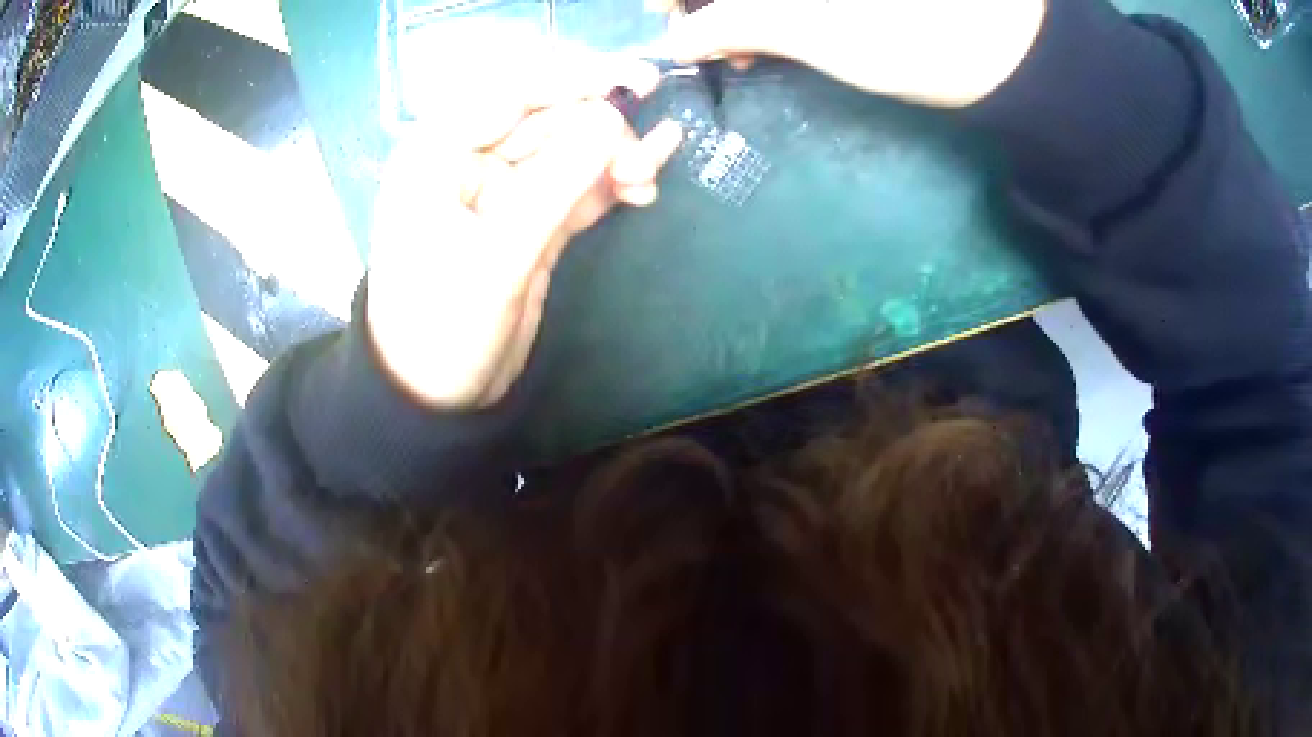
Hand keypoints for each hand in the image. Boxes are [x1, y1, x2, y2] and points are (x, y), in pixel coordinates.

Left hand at [367, 49, 683, 409]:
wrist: (436, 397)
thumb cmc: (442, 328)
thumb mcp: (497, 256)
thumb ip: (556, 185)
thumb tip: (613, 122)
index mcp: (437, 154)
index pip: (510, 93)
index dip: (573, 78)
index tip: (633, 80)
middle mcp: (469, 161)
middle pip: (547, 119)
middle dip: (599, 130)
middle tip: (639, 161)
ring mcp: (504, 192)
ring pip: (567, 152)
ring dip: (612, 158)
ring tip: (645, 181)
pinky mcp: (530, 221)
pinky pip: (576, 187)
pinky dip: (610, 181)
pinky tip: (647, 176)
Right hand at [657, 0, 1047, 107]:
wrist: (1005, 50)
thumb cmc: (909, 33)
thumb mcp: (811, 28)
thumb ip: (734, 23)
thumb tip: (679, 38)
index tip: (666, 16)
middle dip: (704, 3)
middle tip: (699, 40)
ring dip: (733, 11)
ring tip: (735, 51)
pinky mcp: (844, 4)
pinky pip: (788, 2)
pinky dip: (767, 13)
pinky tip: (766, 41)